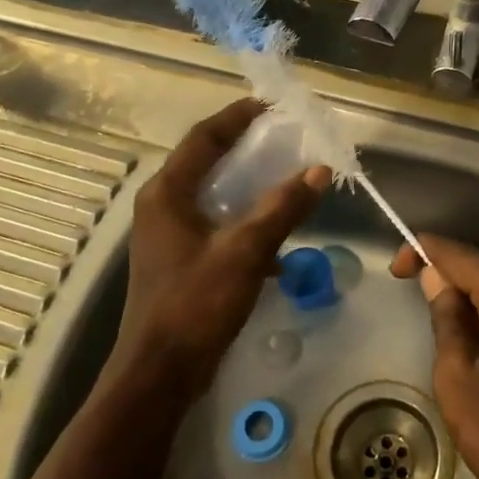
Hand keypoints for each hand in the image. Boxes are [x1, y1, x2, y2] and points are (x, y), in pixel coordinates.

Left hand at [116, 99, 328, 399]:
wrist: (159, 374)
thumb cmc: (196, 304)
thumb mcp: (245, 251)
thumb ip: (282, 208)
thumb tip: (319, 170)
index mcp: (168, 193)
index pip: (204, 138)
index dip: (236, 117)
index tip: (269, 104)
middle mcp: (162, 206)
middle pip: (206, 162)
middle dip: (244, 147)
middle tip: (283, 136)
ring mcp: (168, 235)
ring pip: (212, 195)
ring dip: (247, 185)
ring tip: (284, 176)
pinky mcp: (179, 261)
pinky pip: (215, 224)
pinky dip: (243, 221)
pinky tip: (274, 237)